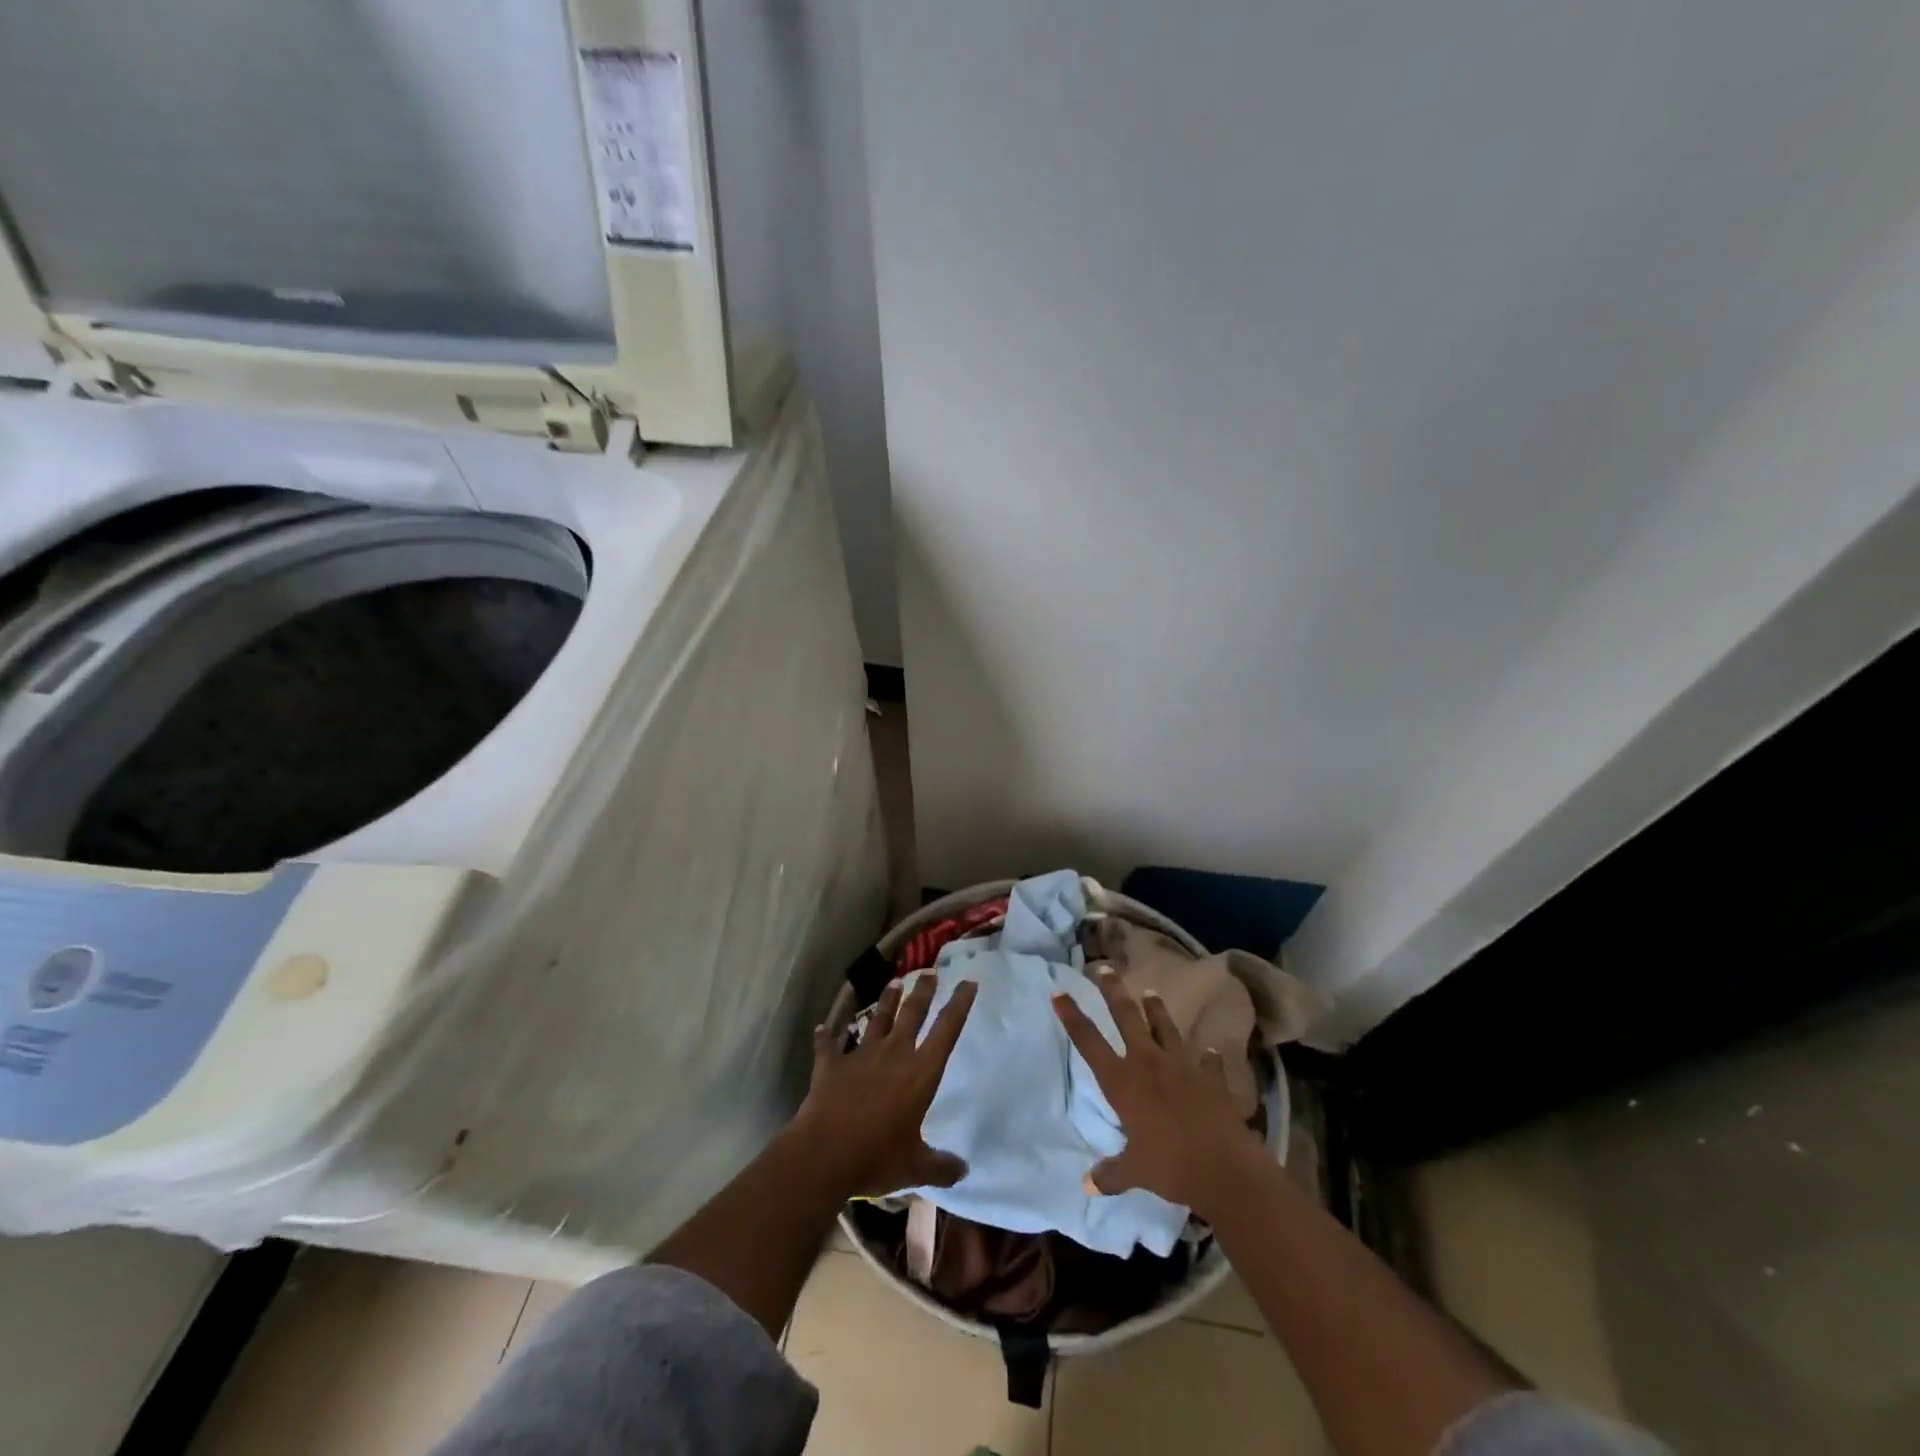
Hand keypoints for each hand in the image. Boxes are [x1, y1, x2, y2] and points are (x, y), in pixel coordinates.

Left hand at [793, 976, 977, 1198]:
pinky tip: (822, 1028)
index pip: (947, 1031)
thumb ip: (941, 1166)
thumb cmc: (877, 1157)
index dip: (959, 1005)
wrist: (824, 1153)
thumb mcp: (915, 1167)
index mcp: (920, 1073)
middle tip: (930, 973)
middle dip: (923, 992)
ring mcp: (860, 1055)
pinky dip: (826, 1037)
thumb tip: (964, 1170)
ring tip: (894, 983)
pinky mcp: (831, 1064)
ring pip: (877, 1019)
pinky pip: (829, 1045)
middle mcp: (894, 1054)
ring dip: (886, 1001)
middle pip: (912, 1013)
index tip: (968, 982)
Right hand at [1054, 964, 1264, 1214]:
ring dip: (1156, 1010)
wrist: (1224, 1167)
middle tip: (1103, 968)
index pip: (1089, 1041)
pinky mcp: (1210, 1077)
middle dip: (1113, 990)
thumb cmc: (1170, 1167)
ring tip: (1151, 993)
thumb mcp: (1134, 1172)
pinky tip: (1208, 1052)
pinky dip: (1206, 1057)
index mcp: (1122, 1081)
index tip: (1059, 993)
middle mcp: (1148, 1063)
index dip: (1072, 1016)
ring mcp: (1181, 1065)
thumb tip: (1087, 1184)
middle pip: (1126, 1016)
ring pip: (1164, 1027)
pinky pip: (1206, 1061)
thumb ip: (1111, 1174)